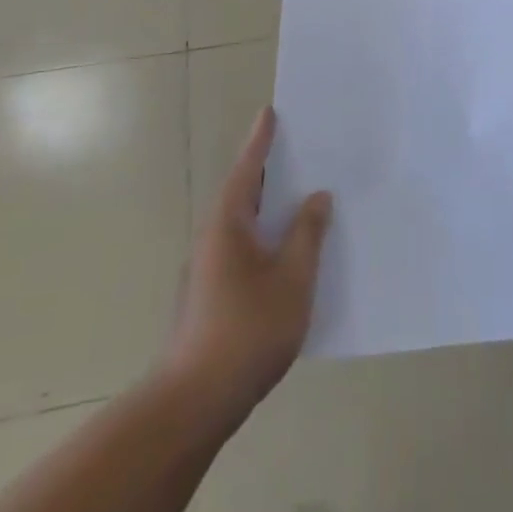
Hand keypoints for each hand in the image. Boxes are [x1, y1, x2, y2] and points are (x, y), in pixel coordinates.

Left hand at [169, 107, 331, 417]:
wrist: (196, 399)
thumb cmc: (248, 330)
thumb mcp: (292, 279)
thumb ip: (307, 234)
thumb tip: (316, 197)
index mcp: (228, 225)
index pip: (248, 170)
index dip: (261, 141)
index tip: (270, 112)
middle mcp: (213, 238)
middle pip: (243, 193)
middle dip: (269, 171)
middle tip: (298, 149)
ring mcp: (209, 268)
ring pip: (244, 223)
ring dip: (269, 206)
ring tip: (301, 195)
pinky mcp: (212, 293)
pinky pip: (245, 247)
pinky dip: (266, 234)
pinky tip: (289, 251)